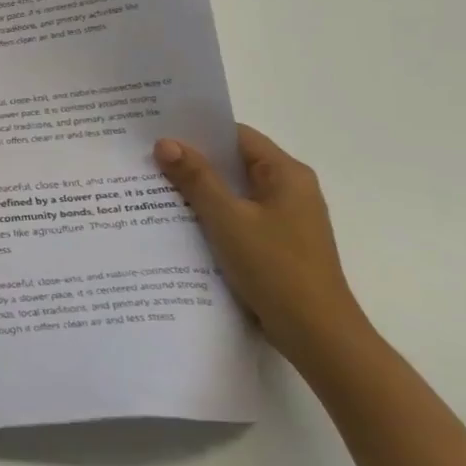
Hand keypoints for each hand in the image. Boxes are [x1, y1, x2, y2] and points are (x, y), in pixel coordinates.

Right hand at [153, 125, 367, 362]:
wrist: (318, 335)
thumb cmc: (276, 268)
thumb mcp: (228, 218)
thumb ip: (196, 178)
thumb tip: (166, 142)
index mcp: (286, 174)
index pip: (237, 136)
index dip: (199, 130)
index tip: (158, 130)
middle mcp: (290, 190)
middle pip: (234, 163)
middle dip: (193, 160)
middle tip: (147, 157)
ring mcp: (285, 219)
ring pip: (234, 192)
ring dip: (199, 190)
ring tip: (153, 186)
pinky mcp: (276, 244)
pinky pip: (237, 217)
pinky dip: (211, 215)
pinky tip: (178, 222)